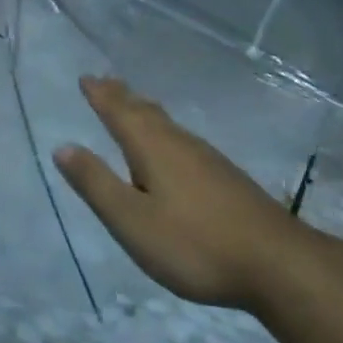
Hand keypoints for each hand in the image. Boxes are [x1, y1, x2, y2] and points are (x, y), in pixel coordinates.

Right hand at [54, 76, 312, 309]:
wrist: (280, 266)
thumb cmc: (194, 243)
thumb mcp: (131, 220)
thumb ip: (96, 184)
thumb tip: (63, 147)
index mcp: (151, 148)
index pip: (119, 112)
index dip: (100, 95)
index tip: (86, 77)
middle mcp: (180, 144)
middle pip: (146, 112)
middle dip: (122, 97)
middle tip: (105, 82)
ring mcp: (208, 160)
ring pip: (168, 125)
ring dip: (145, 112)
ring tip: (134, 106)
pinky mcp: (228, 179)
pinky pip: (184, 142)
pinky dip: (166, 133)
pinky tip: (174, 149)